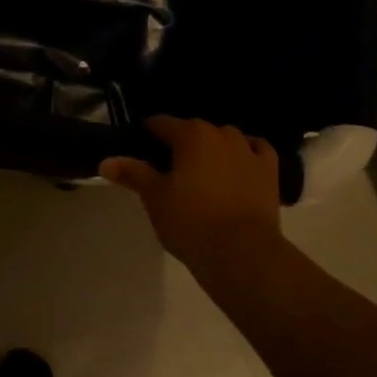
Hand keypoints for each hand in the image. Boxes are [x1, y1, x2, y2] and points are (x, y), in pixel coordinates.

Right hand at [99, 116, 283, 277]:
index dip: (147, 134)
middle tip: (167, 169)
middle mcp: (221, 133)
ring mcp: (249, 149)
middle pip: (193, 131)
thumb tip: (106, 161)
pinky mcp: (270, 169)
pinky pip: (256, 150)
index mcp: (190, 135)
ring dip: (211, 148)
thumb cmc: (191, 222)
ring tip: (201, 172)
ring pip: (224, 139)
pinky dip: (246, 153)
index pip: (161, 124)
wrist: (242, 252)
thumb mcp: (155, 198)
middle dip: (180, 144)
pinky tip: (239, 164)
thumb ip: (133, 174)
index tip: (138, 148)